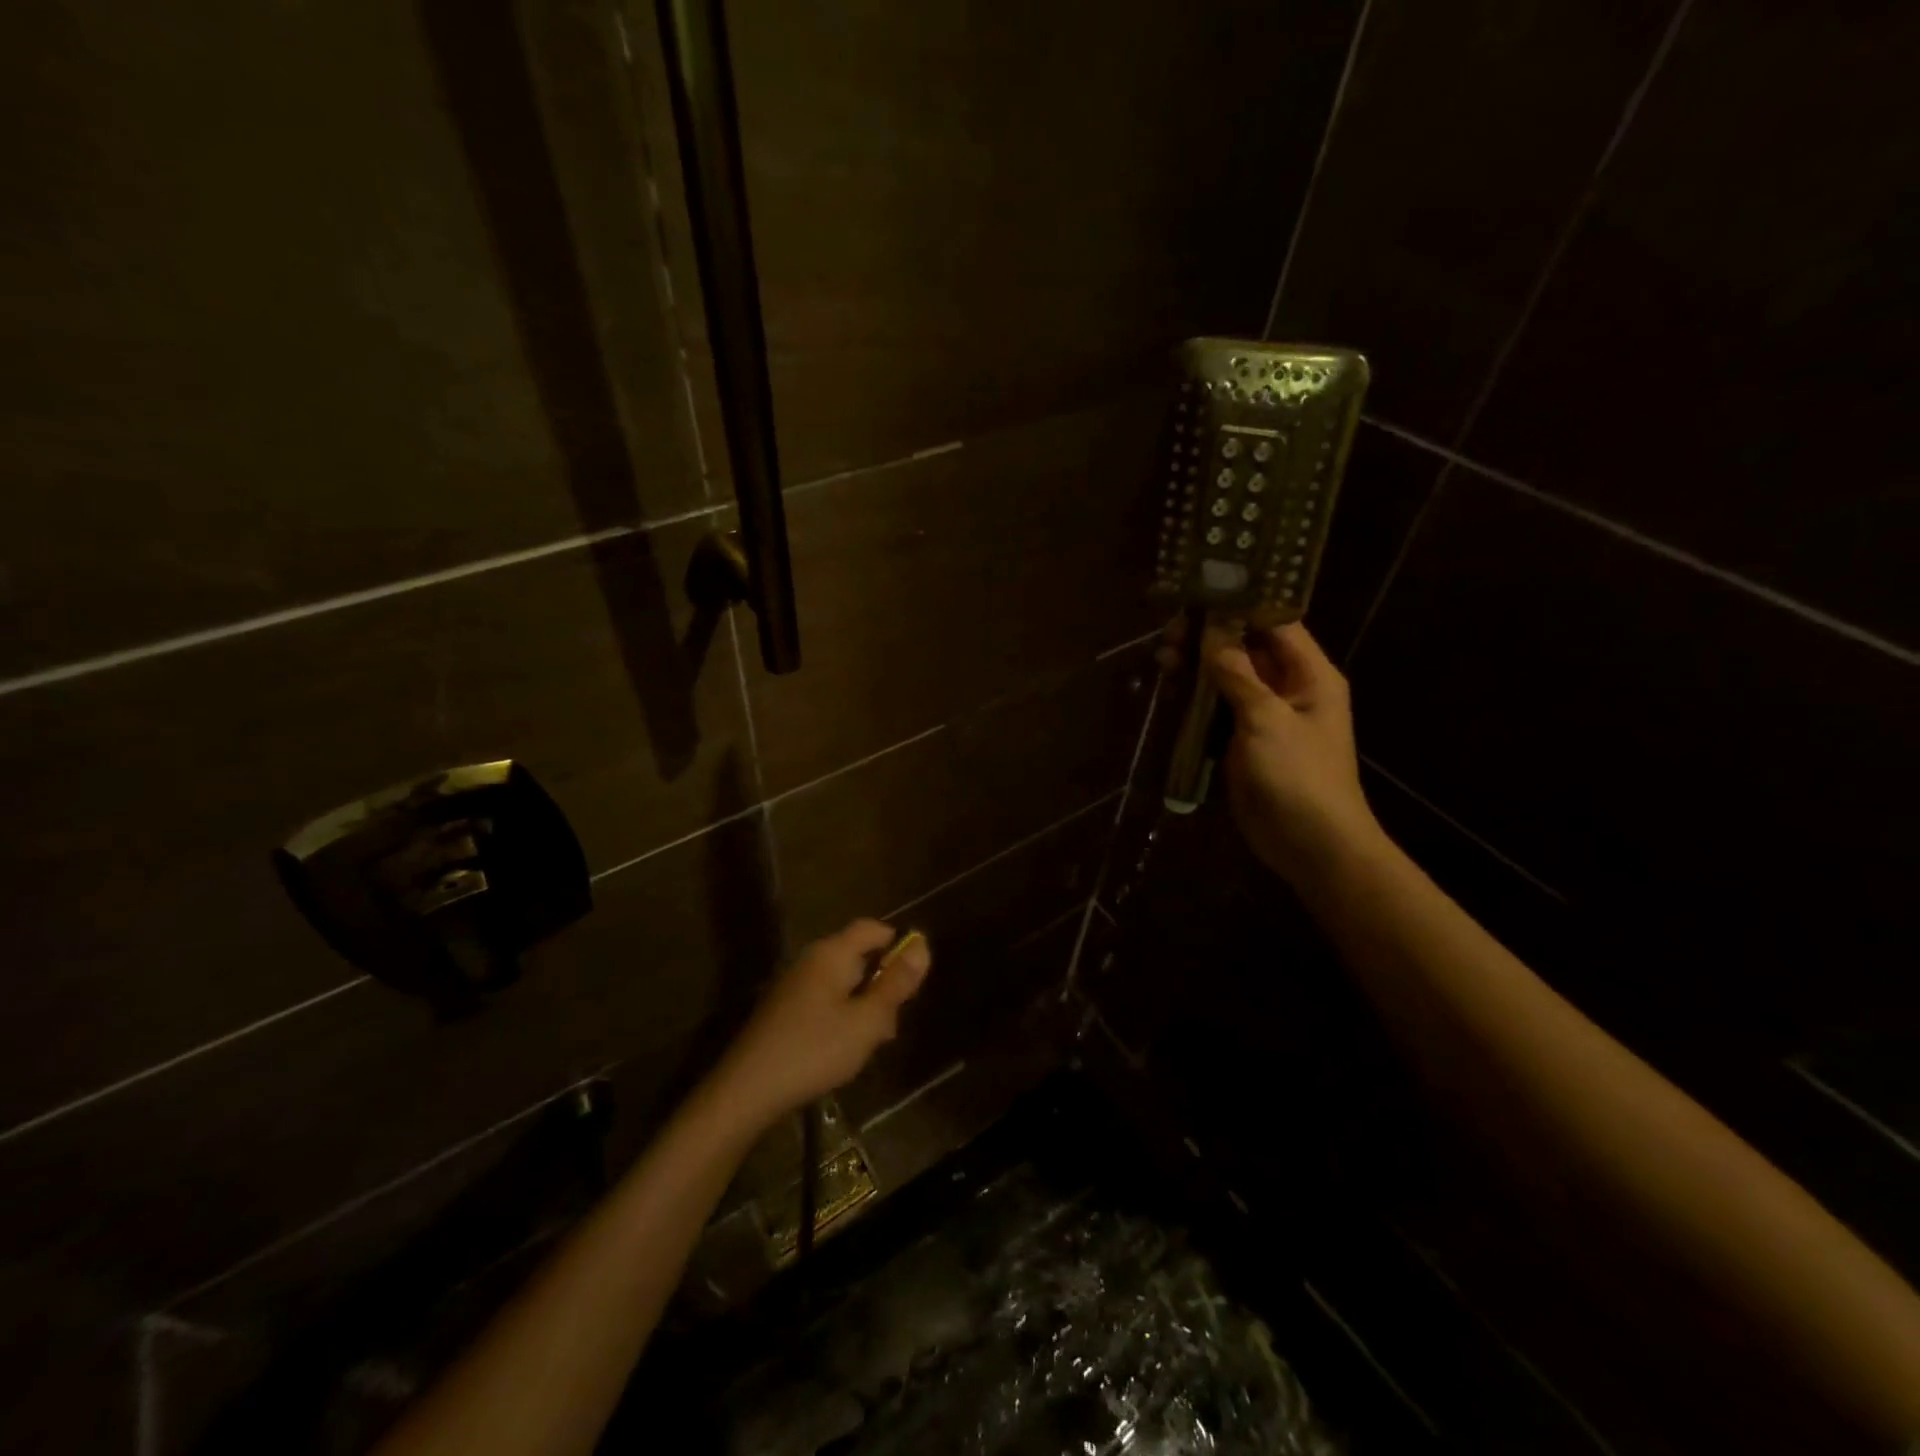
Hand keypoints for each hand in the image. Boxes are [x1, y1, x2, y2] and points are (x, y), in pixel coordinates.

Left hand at [710, 919, 930, 1127]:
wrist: (747, 1089)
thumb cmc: (815, 1049)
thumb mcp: (867, 1021)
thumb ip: (896, 983)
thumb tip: (922, 945)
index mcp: (832, 953)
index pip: (872, 928)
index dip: (898, 944)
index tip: (913, 978)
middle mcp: (811, 959)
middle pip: (858, 955)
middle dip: (881, 983)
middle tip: (891, 1023)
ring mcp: (794, 984)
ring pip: (842, 981)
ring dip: (863, 1005)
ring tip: (870, 1042)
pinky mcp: (783, 1008)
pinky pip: (824, 999)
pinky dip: (841, 1015)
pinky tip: (842, 1049)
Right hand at [1197, 620, 1383, 884]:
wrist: (1310, 844)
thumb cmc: (1298, 776)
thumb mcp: (1267, 720)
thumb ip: (1237, 675)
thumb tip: (1212, 634)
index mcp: (1309, 675)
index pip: (1275, 623)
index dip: (1239, 605)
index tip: (1199, 594)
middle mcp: (1288, 687)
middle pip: (1245, 647)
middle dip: (1209, 636)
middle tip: (1171, 632)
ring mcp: (1264, 714)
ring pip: (1226, 676)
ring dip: (1197, 665)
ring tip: (1164, 657)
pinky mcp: (1243, 739)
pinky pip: (1217, 707)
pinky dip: (1195, 696)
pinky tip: (1171, 687)